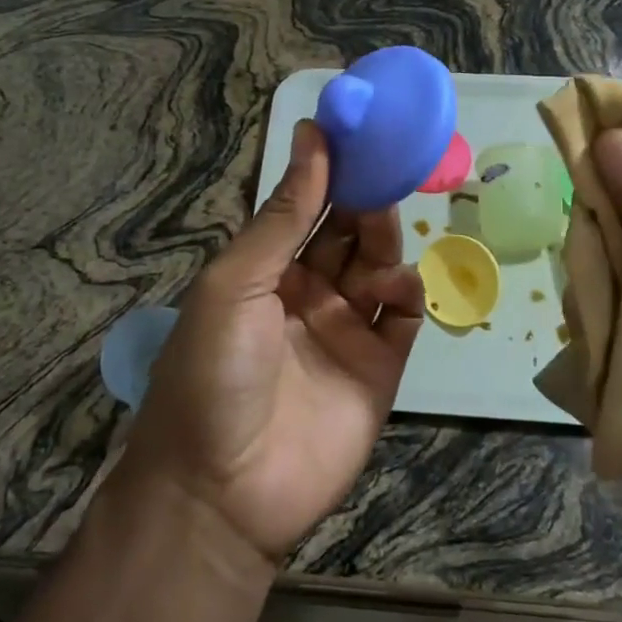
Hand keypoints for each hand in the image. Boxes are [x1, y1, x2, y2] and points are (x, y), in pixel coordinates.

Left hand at [123, 120, 424, 562]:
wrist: (222, 492)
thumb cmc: (214, 371)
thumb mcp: (238, 281)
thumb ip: (284, 215)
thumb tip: (312, 134)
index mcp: (266, 267)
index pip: (307, 205)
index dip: (332, 167)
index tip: (361, 129)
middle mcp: (307, 291)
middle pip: (348, 231)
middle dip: (365, 199)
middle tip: (385, 169)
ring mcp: (345, 329)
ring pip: (379, 267)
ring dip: (385, 241)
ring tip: (381, 230)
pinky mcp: (379, 368)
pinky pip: (403, 318)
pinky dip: (408, 294)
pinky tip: (397, 288)